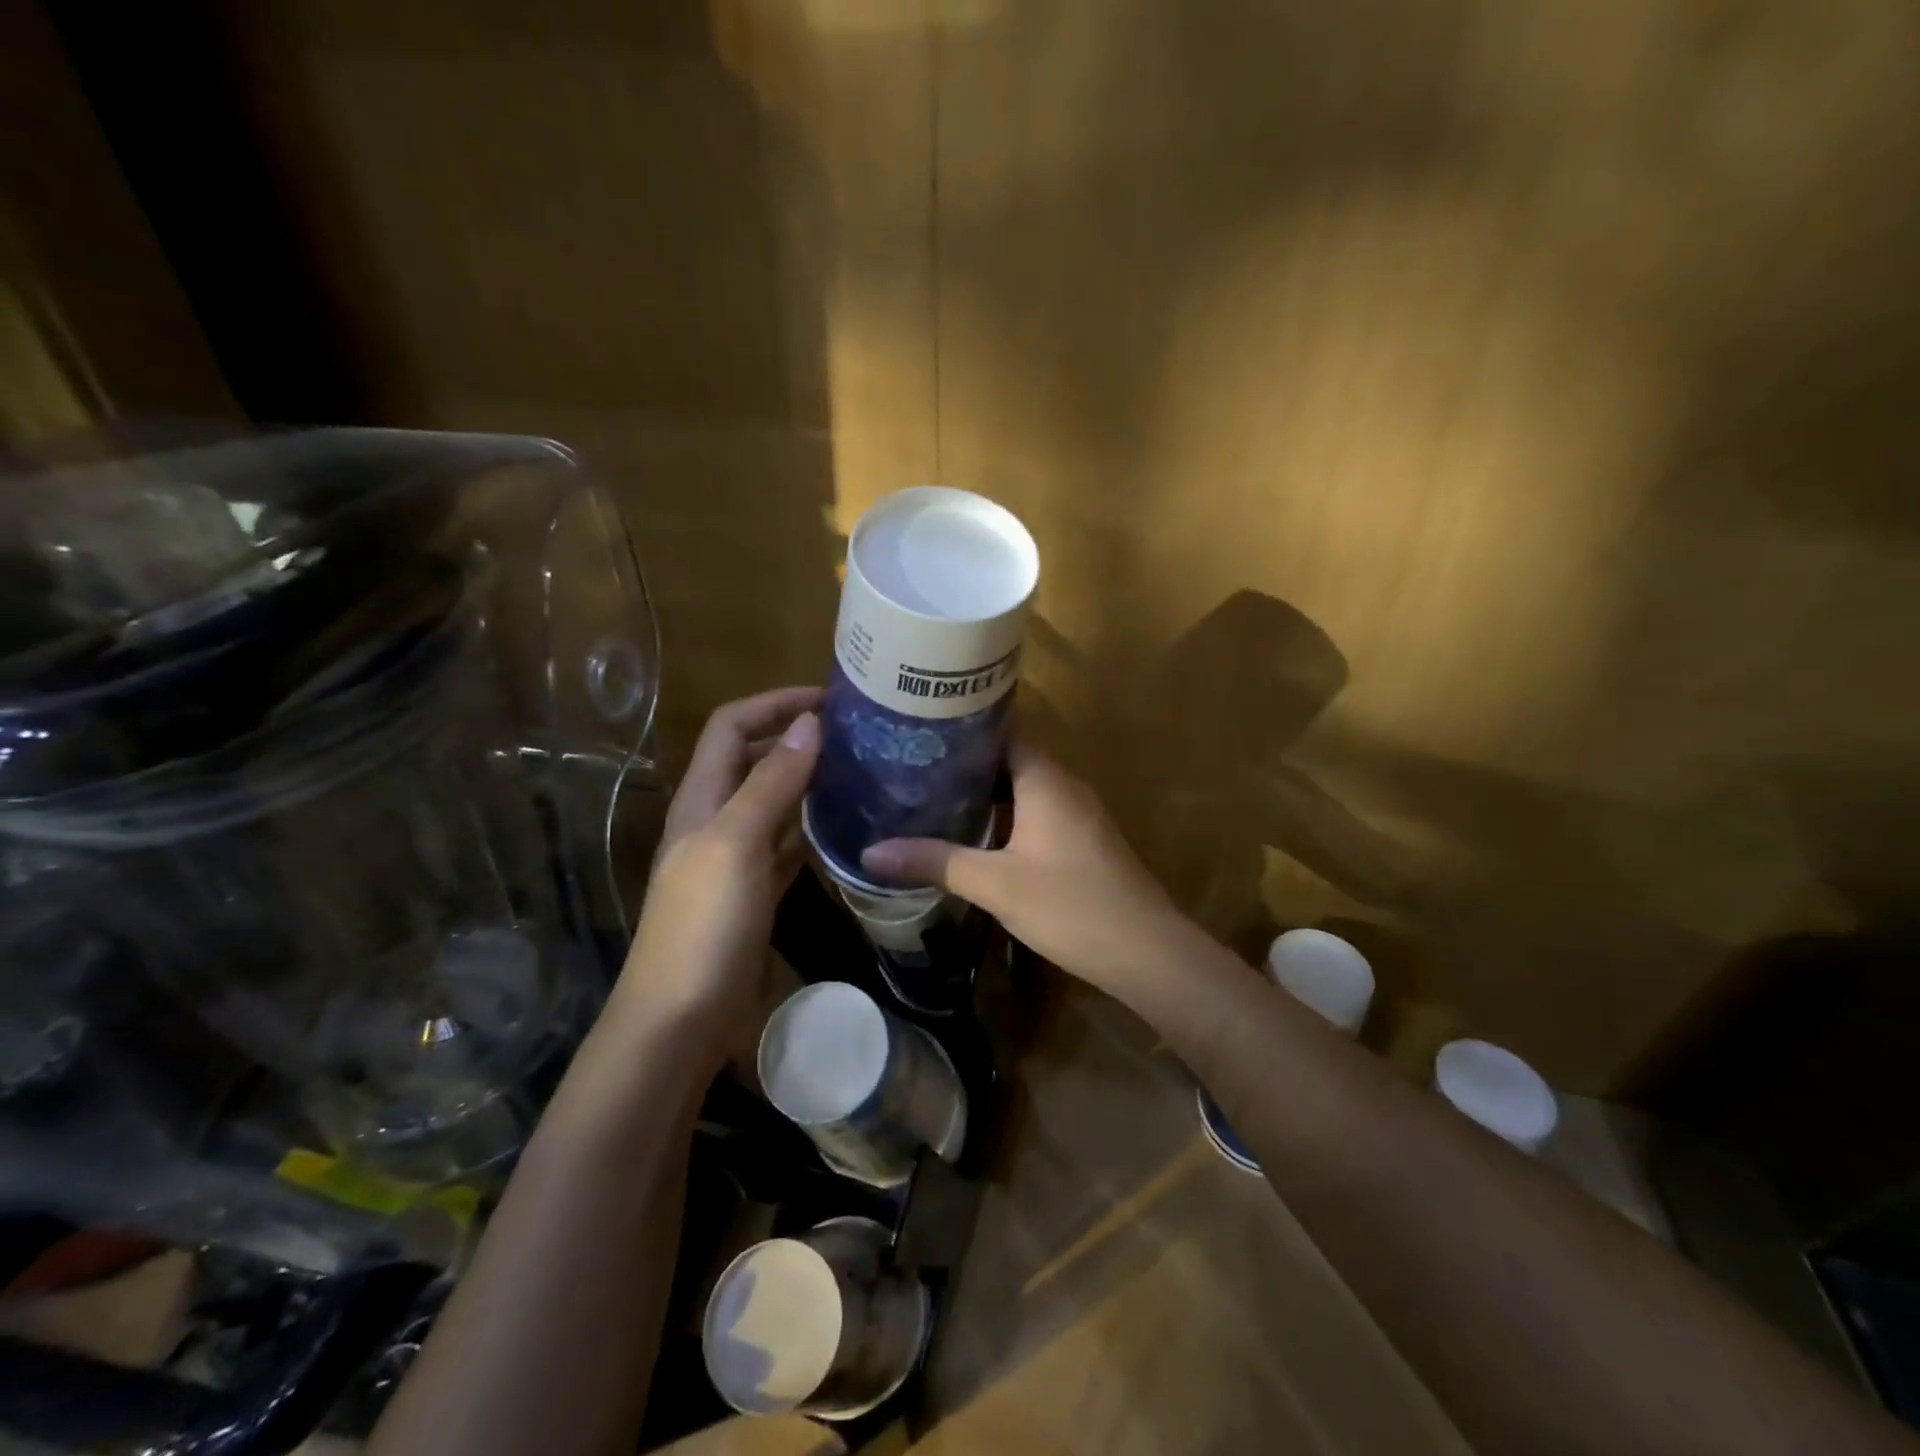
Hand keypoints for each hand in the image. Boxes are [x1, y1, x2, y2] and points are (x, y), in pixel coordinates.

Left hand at [613, 687, 822, 1064]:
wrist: (681, 1019)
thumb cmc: (704, 924)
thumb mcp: (735, 843)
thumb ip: (771, 783)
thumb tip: (808, 723)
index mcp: (702, 799)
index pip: (732, 726)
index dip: (774, 703)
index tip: (829, 699)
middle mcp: (714, 820)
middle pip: (752, 759)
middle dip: (795, 736)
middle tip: (854, 733)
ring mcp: (734, 859)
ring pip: (772, 802)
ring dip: (807, 780)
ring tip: (858, 771)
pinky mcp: (753, 893)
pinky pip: (785, 845)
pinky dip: (810, 827)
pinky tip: (843, 827)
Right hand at [860, 738, 1199, 996]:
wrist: (1146, 953)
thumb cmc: (1071, 906)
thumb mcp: (996, 885)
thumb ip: (935, 863)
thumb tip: (870, 853)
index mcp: (1045, 778)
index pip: (1001, 727)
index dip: (961, 723)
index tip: (917, 725)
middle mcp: (1063, 784)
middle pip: (1007, 756)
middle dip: (962, 760)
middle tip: (909, 763)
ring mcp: (1075, 813)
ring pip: (1020, 787)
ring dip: (981, 791)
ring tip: (928, 794)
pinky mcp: (1079, 840)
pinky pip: (1033, 812)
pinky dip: (1001, 815)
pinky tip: (970, 834)